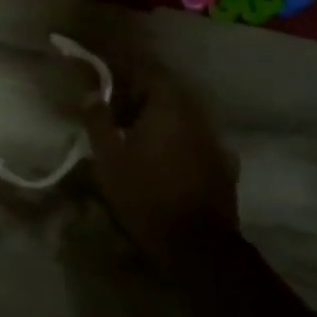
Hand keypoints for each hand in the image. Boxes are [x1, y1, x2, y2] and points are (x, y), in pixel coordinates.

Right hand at [81, 70, 240, 279]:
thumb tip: (92, 94)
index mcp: (168, 105)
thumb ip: (98, 120)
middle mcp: (196, 114)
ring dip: (158, 120)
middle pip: (165, 93)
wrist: (197, 245)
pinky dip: (176, 141)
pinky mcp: (223, 163)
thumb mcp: (109, 157)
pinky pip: (194, 139)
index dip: (122, 75)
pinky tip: (163, 161)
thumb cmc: (145, 194)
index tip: (103, 87)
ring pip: (181, 116)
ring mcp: (214, 139)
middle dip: (138, 98)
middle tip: (114, 115)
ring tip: (135, 140)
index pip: (146, 71)